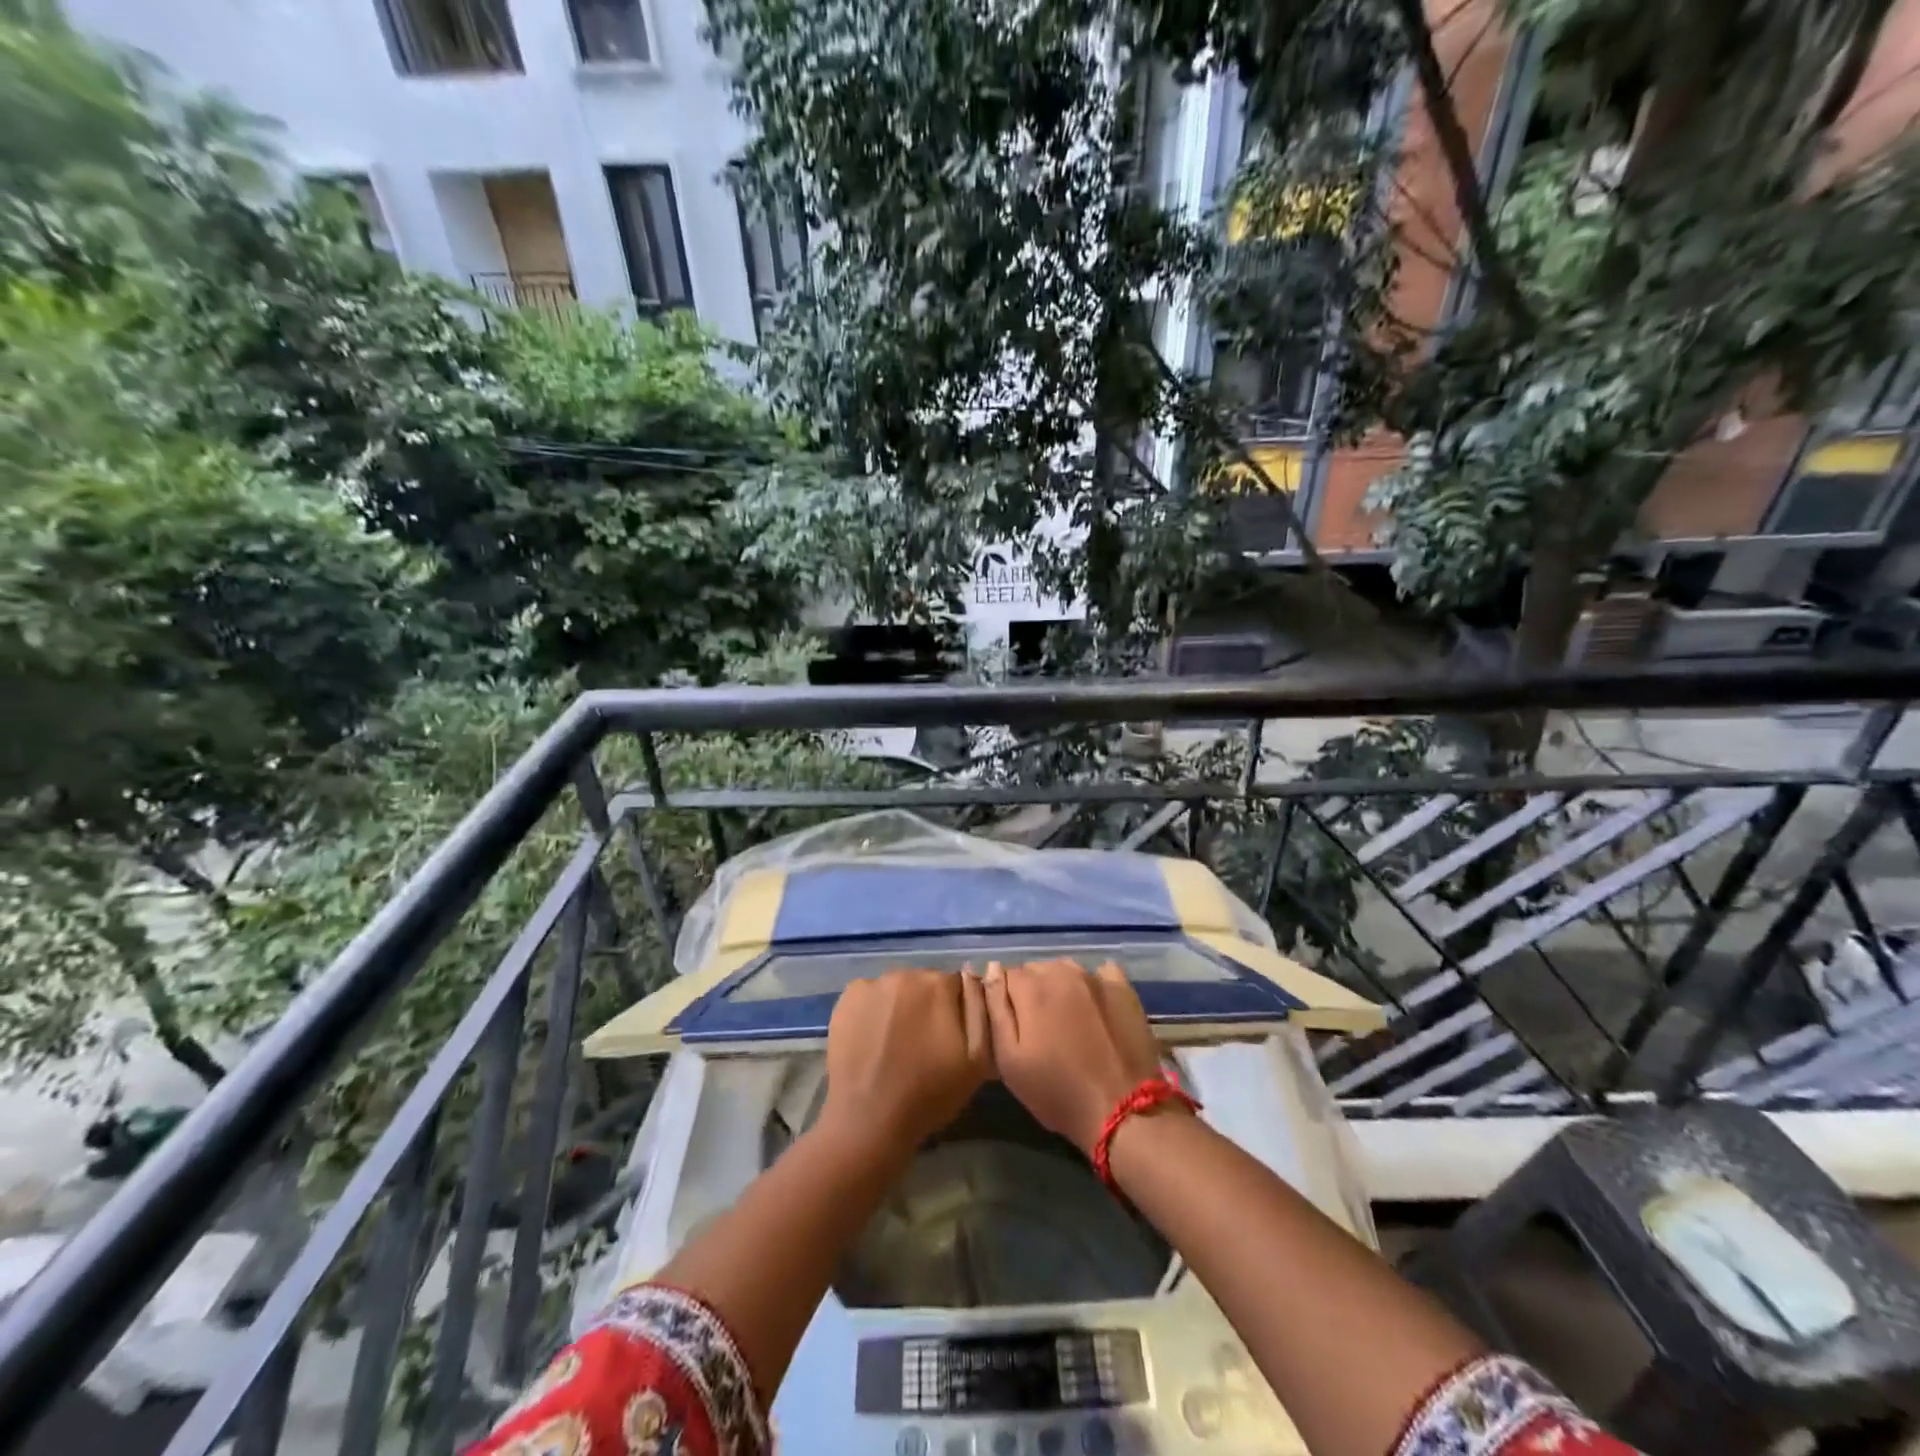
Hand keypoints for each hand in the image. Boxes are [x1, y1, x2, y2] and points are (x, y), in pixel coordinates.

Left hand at [820, 969, 992, 1159]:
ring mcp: (872, 984)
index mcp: (938, 985)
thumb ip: (980, 1009)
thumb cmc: (929, 1094)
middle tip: (922, 1043)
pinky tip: (872, 1039)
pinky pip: (870, 996)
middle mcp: (905, 974)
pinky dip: (874, 1010)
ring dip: (901, 1006)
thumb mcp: (977, 1059)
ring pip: (897, 989)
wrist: (868, 1121)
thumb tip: (973, 974)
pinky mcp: (847, 998)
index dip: (955, 1011)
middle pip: (924, 983)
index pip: (956, 985)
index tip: (948, 1038)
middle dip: (927, 1005)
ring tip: (895, 1044)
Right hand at [983, 959, 1169, 1155]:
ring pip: (1066, 970)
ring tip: (1068, 1022)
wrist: (1122, 1110)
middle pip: (1036, 970)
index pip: (1007, 976)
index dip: (1007, 1002)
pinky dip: (1093, 986)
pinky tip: (1096, 1010)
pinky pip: (1100, 974)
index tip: (1016, 1028)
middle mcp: (1063, 970)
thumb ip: (995, 1009)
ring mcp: (1096, 977)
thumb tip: (992, 969)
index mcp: (1031, 987)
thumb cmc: (1056, 1091)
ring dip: (1061, 988)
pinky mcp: (1124, 988)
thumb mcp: (1010, 1059)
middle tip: (1041, 1030)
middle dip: (1033, 993)